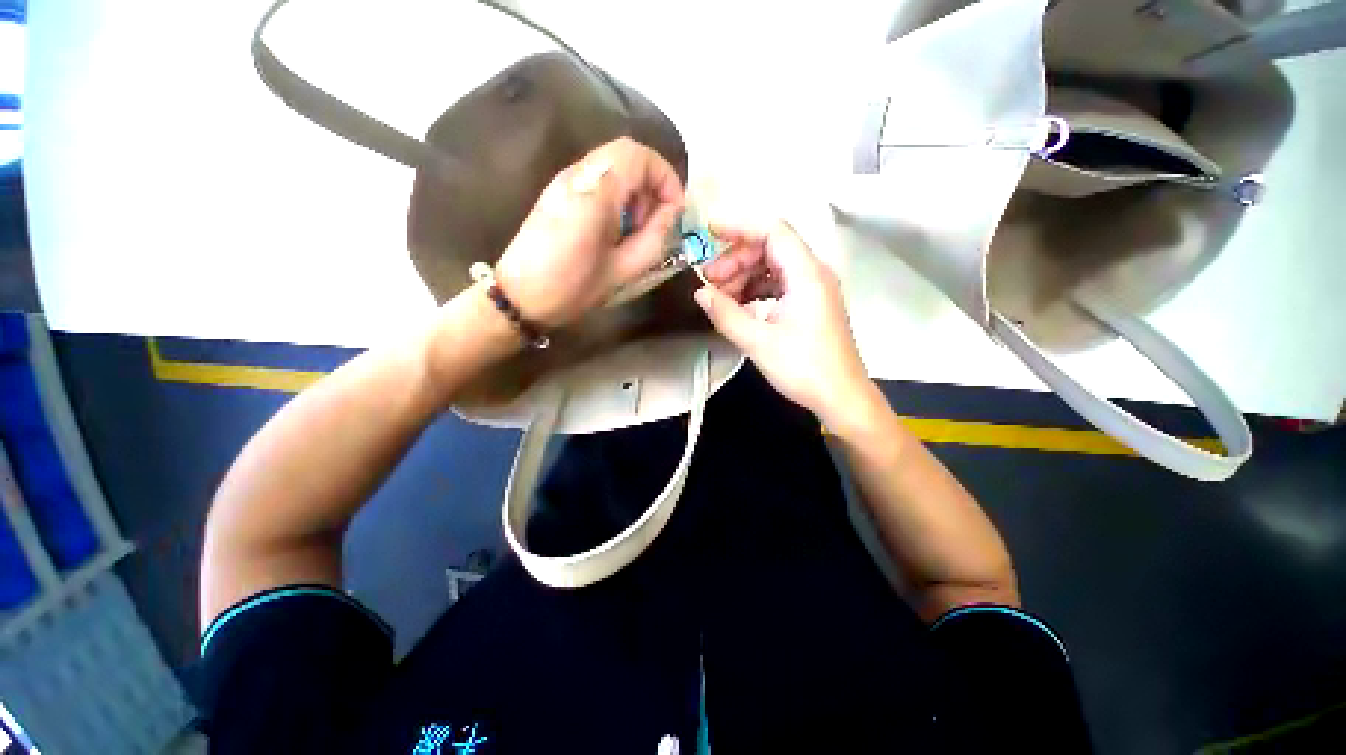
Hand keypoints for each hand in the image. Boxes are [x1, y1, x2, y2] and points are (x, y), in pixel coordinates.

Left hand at [493, 137, 683, 327]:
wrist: (520, 297)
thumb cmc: (573, 288)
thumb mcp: (623, 269)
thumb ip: (654, 237)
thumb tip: (671, 213)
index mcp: (595, 192)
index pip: (639, 157)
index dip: (665, 177)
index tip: (675, 210)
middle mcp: (577, 175)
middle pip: (626, 154)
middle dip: (651, 183)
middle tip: (655, 221)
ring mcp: (564, 182)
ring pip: (612, 165)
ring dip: (634, 190)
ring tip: (636, 229)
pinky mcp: (557, 193)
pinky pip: (597, 179)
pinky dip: (616, 195)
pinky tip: (615, 228)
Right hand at [695, 219, 875, 425]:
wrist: (841, 397)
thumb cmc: (804, 369)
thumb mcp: (758, 342)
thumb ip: (726, 314)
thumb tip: (700, 293)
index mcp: (806, 275)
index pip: (773, 231)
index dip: (740, 227)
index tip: (709, 233)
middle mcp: (813, 273)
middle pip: (771, 247)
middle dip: (737, 259)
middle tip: (710, 281)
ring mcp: (814, 289)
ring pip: (773, 266)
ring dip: (744, 276)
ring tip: (720, 297)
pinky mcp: (811, 304)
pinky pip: (779, 285)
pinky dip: (756, 290)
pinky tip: (740, 306)